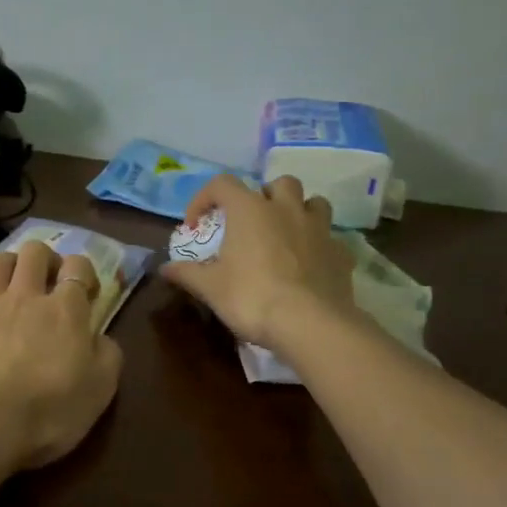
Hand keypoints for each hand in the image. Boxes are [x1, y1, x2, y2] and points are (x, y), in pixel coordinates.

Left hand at [0, 240, 123, 469]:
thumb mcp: (99, 391)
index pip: (78, 267)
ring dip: (8, 268)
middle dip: (44, 260)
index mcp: (65, 310)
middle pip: (35, 252)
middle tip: (47, 282)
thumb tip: (99, 337)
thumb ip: (107, 355)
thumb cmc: (46, 413)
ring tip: (9, 288)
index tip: (86, 292)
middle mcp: (24, 295)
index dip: (83, 272)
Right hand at [161, 174, 356, 349]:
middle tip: (253, 222)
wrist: (309, 323)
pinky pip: (331, 238)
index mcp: (250, 210)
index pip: (222, 184)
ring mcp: (319, 229)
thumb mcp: (211, 288)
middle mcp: (286, 209)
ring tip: (287, 234)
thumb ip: (187, 273)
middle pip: (279, 183)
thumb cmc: (252, 297)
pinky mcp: (341, 253)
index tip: (195, 224)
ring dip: (299, 212)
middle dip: (265, 196)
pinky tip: (311, 265)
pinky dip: (319, 246)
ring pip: (314, 202)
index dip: (204, 198)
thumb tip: (165, 269)